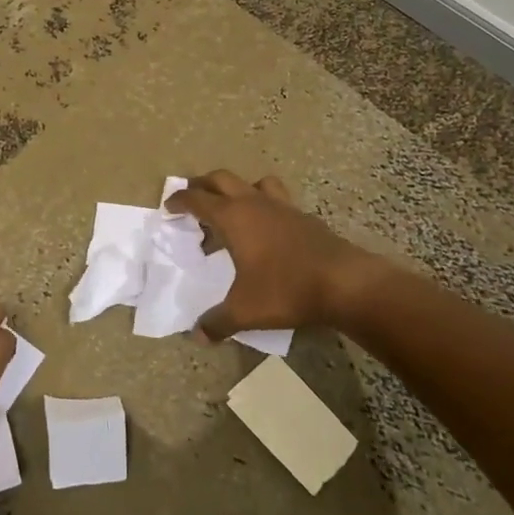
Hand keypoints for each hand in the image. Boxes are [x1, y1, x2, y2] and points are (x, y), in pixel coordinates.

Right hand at [165, 171, 380, 339]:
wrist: (344, 282)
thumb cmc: (286, 289)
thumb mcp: (244, 311)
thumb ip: (217, 322)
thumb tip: (197, 335)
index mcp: (232, 217)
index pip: (196, 199)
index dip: (179, 200)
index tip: (168, 206)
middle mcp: (254, 203)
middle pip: (221, 179)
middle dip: (202, 185)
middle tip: (192, 199)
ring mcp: (282, 206)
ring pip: (253, 182)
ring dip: (238, 189)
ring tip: (232, 209)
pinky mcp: (304, 216)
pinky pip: (277, 200)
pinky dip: (265, 207)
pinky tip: (267, 231)